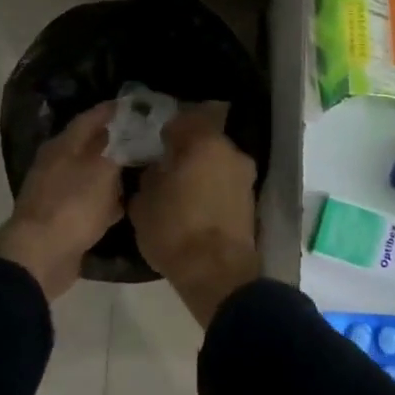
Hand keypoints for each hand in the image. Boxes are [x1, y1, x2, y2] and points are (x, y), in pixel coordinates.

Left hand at [0, 100, 121, 300]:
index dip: (112, 110)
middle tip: (145, 138)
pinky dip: (106, 201)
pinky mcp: (61, 219)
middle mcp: (56, 164)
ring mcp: (56, 193)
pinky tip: (125, 205)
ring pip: (90, 175)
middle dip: (116, 142)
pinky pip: (88, 203)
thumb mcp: (103, 170)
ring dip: (112, 173)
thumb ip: (119, 148)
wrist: (40, 256)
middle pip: (89, 146)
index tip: (136, 106)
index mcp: (63, 145)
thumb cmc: (73, 204)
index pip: (90, 118)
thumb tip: (128, 131)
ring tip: (141, 170)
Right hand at [130, 102, 260, 325]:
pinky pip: (226, 184)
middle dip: (186, 150)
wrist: (217, 275)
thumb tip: (157, 168)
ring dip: (202, 170)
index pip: (182, 120)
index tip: (153, 144)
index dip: (165, 130)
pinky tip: (196, 205)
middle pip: (205, 140)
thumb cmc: (175, 230)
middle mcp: (231, 152)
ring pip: (217, 163)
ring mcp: (245, 177)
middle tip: (166, 165)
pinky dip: (212, 189)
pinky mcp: (251, 201)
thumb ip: (149, 176)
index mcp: (204, 142)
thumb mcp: (143, 203)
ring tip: (180, 189)